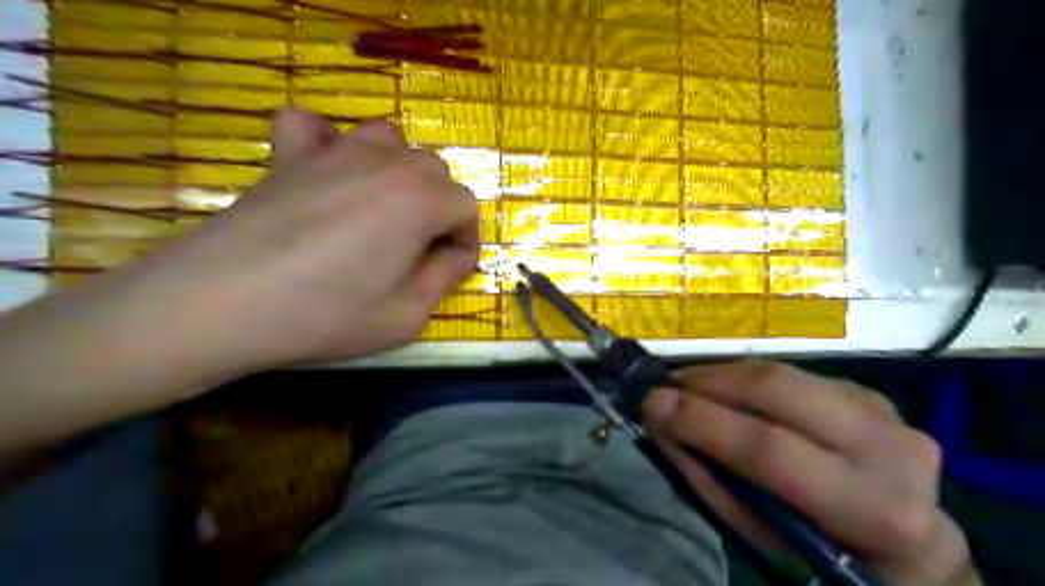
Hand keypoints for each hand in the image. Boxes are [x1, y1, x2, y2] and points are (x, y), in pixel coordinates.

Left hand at [142, 109, 475, 371]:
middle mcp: (385, 163)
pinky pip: (314, 126)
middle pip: (434, 171)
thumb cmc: (325, 315)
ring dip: (398, 171)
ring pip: (389, 140)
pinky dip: (327, 142)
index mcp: (420, 201)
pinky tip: (326, 170)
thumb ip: (444, 278)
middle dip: (439, 208)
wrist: (222, 304)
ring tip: (383, 208)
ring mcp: (333, 152)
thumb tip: (456, 254)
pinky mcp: (288, 155)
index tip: (451, 267)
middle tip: (418, 248)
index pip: (466, 207)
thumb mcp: (406, 316)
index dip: (466, 239)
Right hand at [641, 362, 976, 585]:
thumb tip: (661, 423)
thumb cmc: (822, 554)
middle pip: (778, 391)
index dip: (703, 422)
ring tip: (686, 386)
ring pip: (782, 373)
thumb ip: (708, 479)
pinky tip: (725, 390)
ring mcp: (884, 412)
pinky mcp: (867, 393)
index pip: (771, 450)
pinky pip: (792, 373)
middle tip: (664, 387)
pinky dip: (747, 378)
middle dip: (709, 383)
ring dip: (723, 376)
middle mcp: (891, 448)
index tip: (651, 404)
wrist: (907, 547)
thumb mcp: (762, 539)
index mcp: (874, 510)